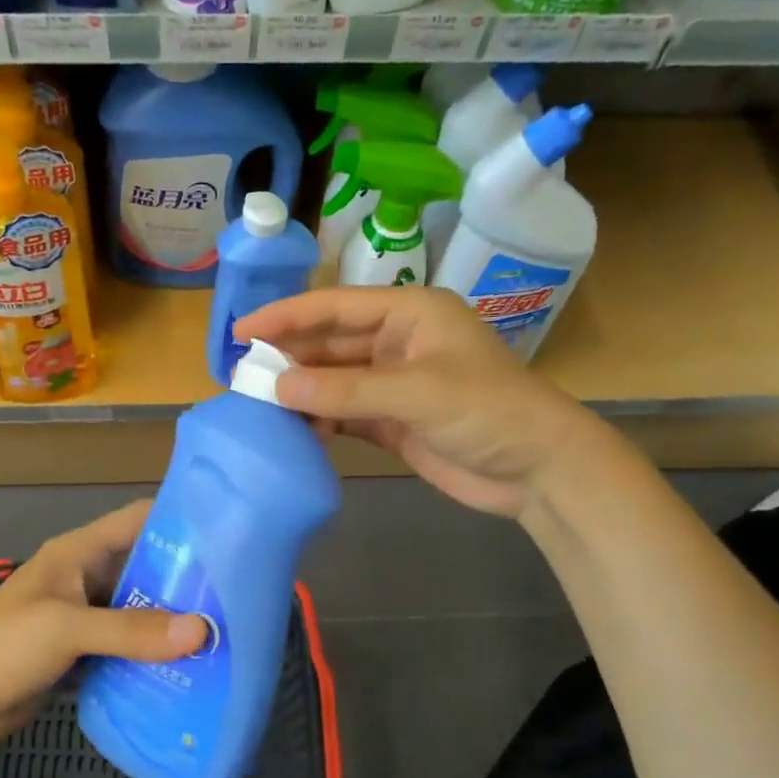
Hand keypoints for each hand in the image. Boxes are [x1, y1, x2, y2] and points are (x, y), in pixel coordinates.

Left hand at [0, 501, 208, 750]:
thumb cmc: (1, 647)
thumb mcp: (67, 629)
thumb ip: (132, 630)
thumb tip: (201, 632)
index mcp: (80, 553)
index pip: (139, 520)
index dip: (181, 520)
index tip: (230, 534)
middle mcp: (87, 578)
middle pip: (147, 569)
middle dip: (187, 583)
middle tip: (237, 600)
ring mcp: (84, 618)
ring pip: (139, 613)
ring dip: (172, 625)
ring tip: (222, 638)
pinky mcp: (81, 655)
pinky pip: (126, 649)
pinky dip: (151, 657)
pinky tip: (185, 672)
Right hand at [236, 287, 599, 519]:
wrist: (537, 470)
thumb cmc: (487, 412)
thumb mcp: (416, 393)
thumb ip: (345, 391)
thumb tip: (277, 389)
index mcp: (410, 313)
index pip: (335, 307)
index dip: (287, 316)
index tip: (242, 330)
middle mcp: (398, 342)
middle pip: (330, 343)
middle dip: (289, 357)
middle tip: (241, 375)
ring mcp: (394, 383)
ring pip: (334, 380)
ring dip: (301, 391)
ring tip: (258, 404)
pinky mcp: (393, 420)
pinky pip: (344, 413)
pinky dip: (320, 420)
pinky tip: (293, 430)